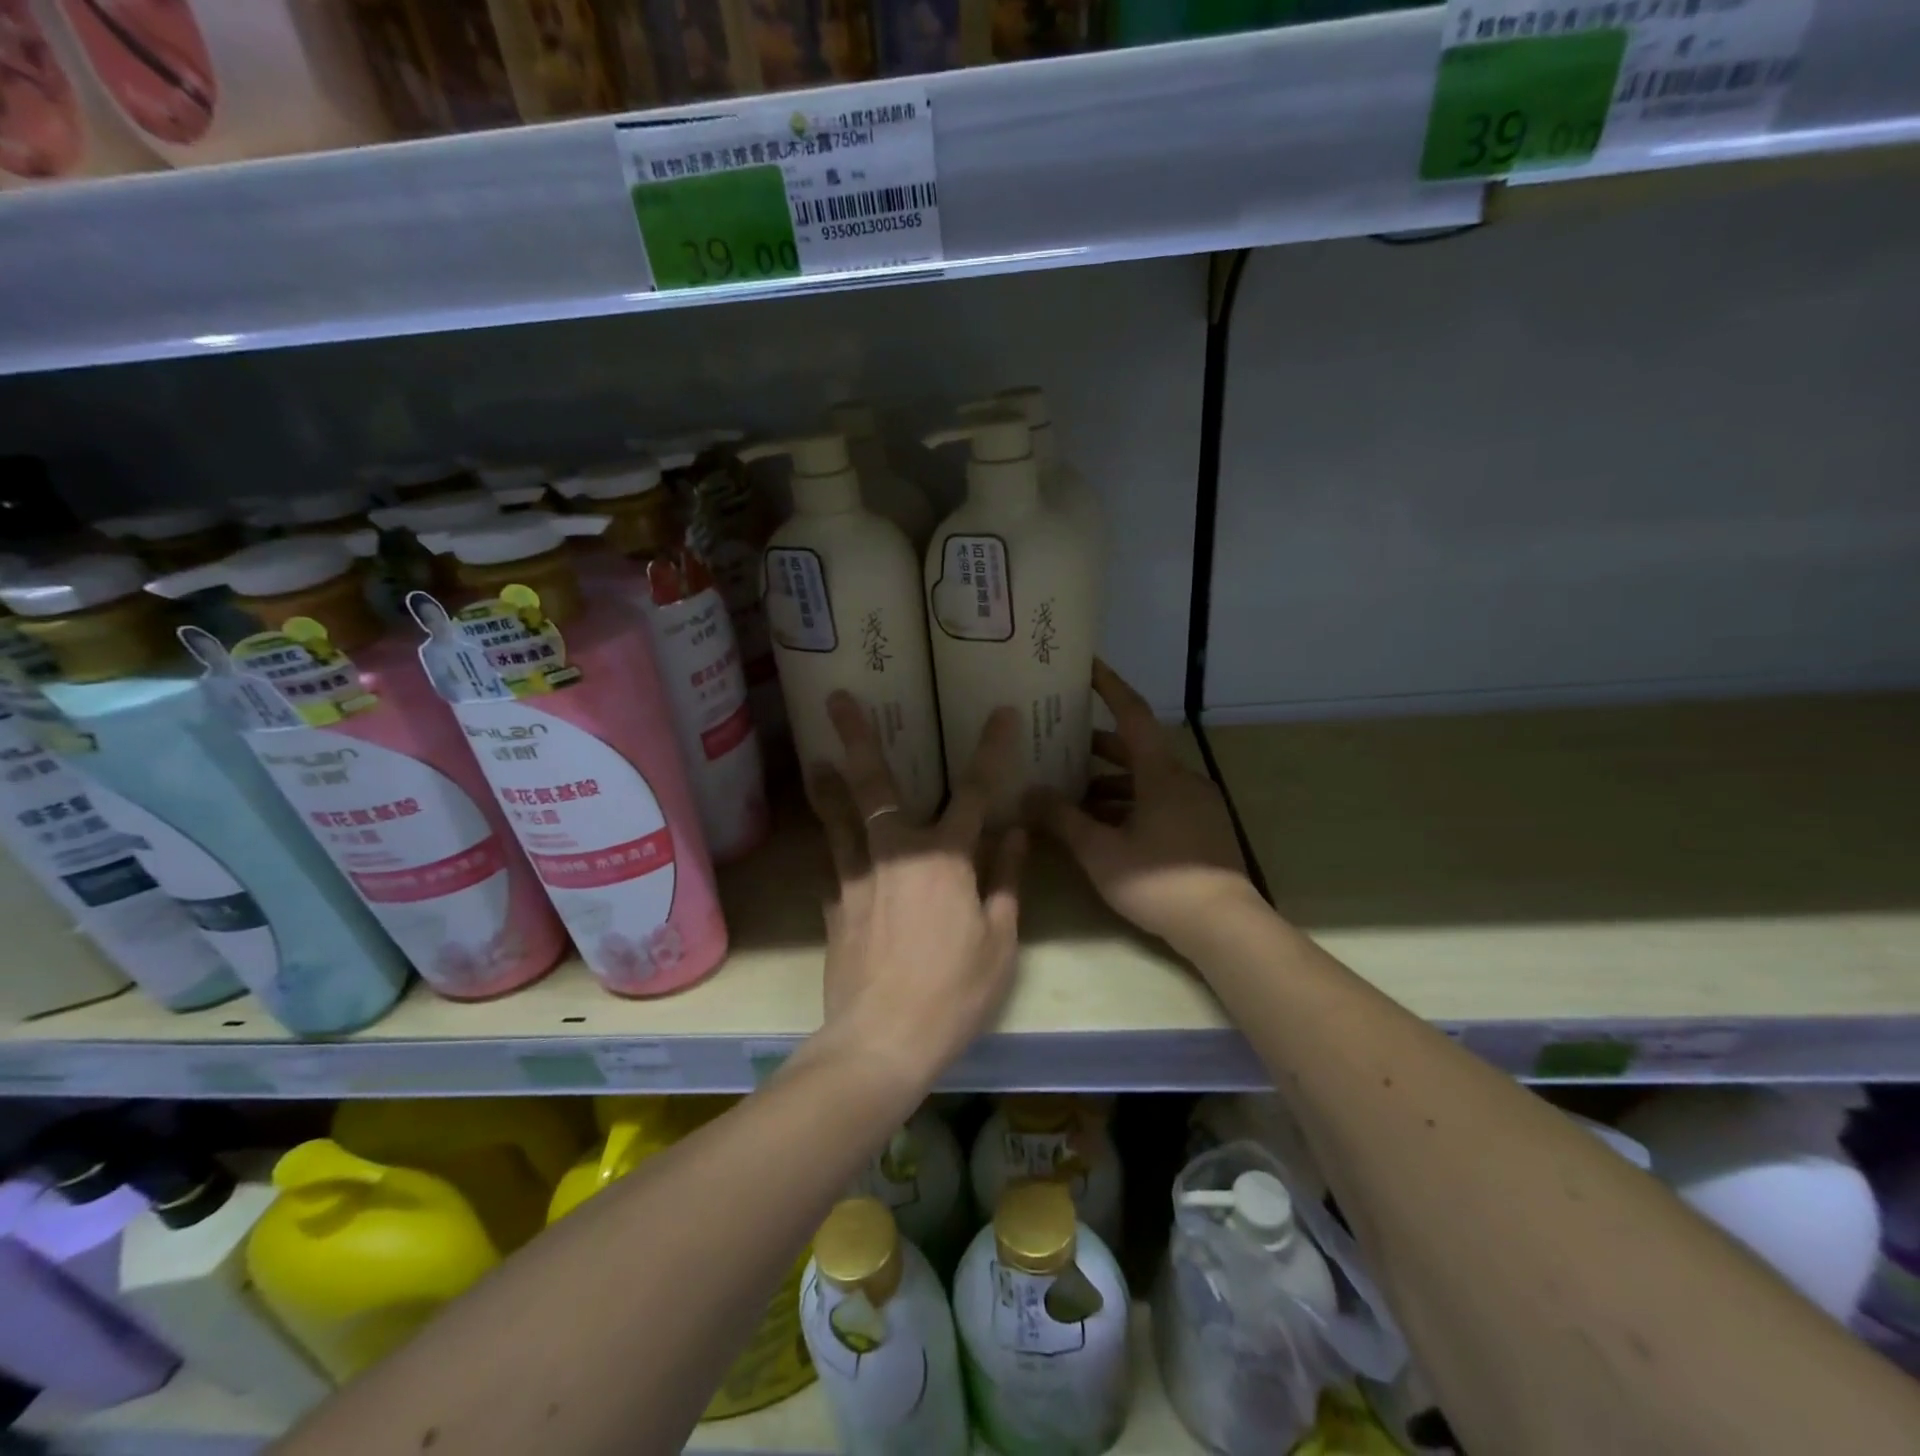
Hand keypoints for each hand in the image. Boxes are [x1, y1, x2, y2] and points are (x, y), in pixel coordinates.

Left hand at [809, 692, 1026, 1088]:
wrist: (882, 1040)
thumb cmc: (954, 993)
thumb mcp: (999, 941)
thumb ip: (1005, 881)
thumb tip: (1016, 834)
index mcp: (945, 860)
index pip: (974, 793)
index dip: (990, 751)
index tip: (999, 713)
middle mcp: (895, 855)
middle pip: (875, 787)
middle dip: (858, 739)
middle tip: (837, 699)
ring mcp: (856, 879)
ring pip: (838, 819)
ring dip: (828, 786)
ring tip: (816, 759)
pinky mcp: (833, 906)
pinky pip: (831, 864)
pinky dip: (831, 847)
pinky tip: (826, 843)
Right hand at [1029, 660, 1255, 946]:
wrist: (1223, 926)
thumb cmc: (1159, 881)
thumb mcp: (1100, 852)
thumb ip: (1063, 820)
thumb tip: (1028, 795)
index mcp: (1161, 774)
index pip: (1132, 715)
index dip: (1109, 687)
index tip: (1088, 666)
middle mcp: (1183, 780)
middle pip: (1136, 750)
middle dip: (1098, 747)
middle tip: (1060, 744)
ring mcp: (1196, 805)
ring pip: (1147, 781)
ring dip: (1111, 784)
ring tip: (1073, 795)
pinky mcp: (1202, 829)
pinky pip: (1160, 802)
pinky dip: (1130, 805)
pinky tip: (1104, 827)